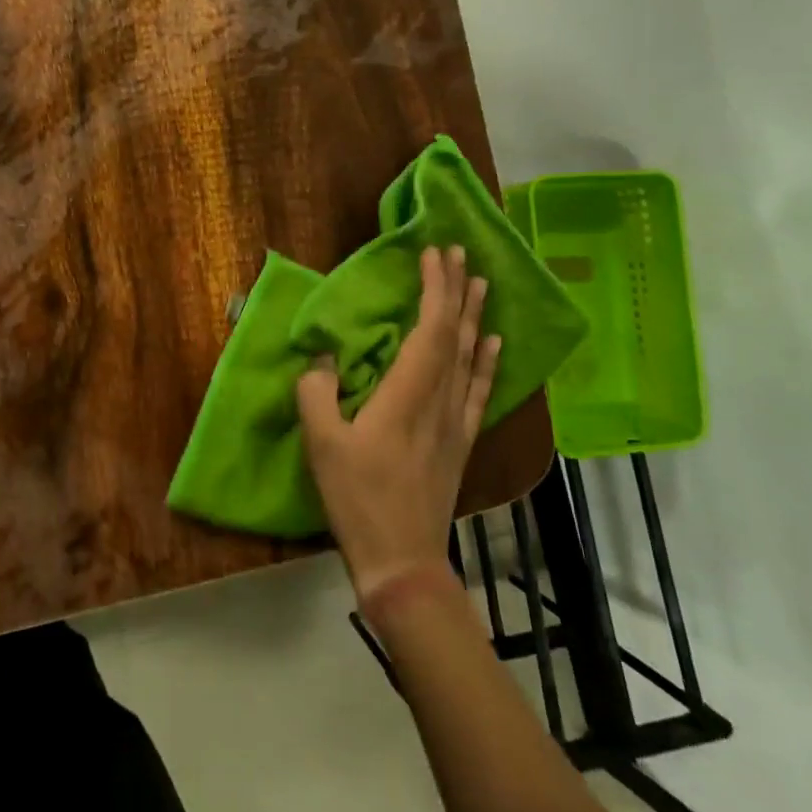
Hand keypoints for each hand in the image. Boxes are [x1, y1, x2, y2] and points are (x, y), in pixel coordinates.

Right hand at [296, 246, 502, 602]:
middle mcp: (440, 400)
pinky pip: (480, 390)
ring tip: (480, 282)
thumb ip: (316, 391)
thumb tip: (323, 357)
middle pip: (456, 334)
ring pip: (472, 357)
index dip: (434, 288)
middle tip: (458, 253)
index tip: (433, 254)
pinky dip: (488, 361)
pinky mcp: (461, 440)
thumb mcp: (322, 442)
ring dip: (475, 315)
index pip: (430, 329)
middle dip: (456, 290)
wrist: (401, 558)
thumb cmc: (357, 497)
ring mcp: (456, 421)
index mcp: (407, 394)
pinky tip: (494, 342)